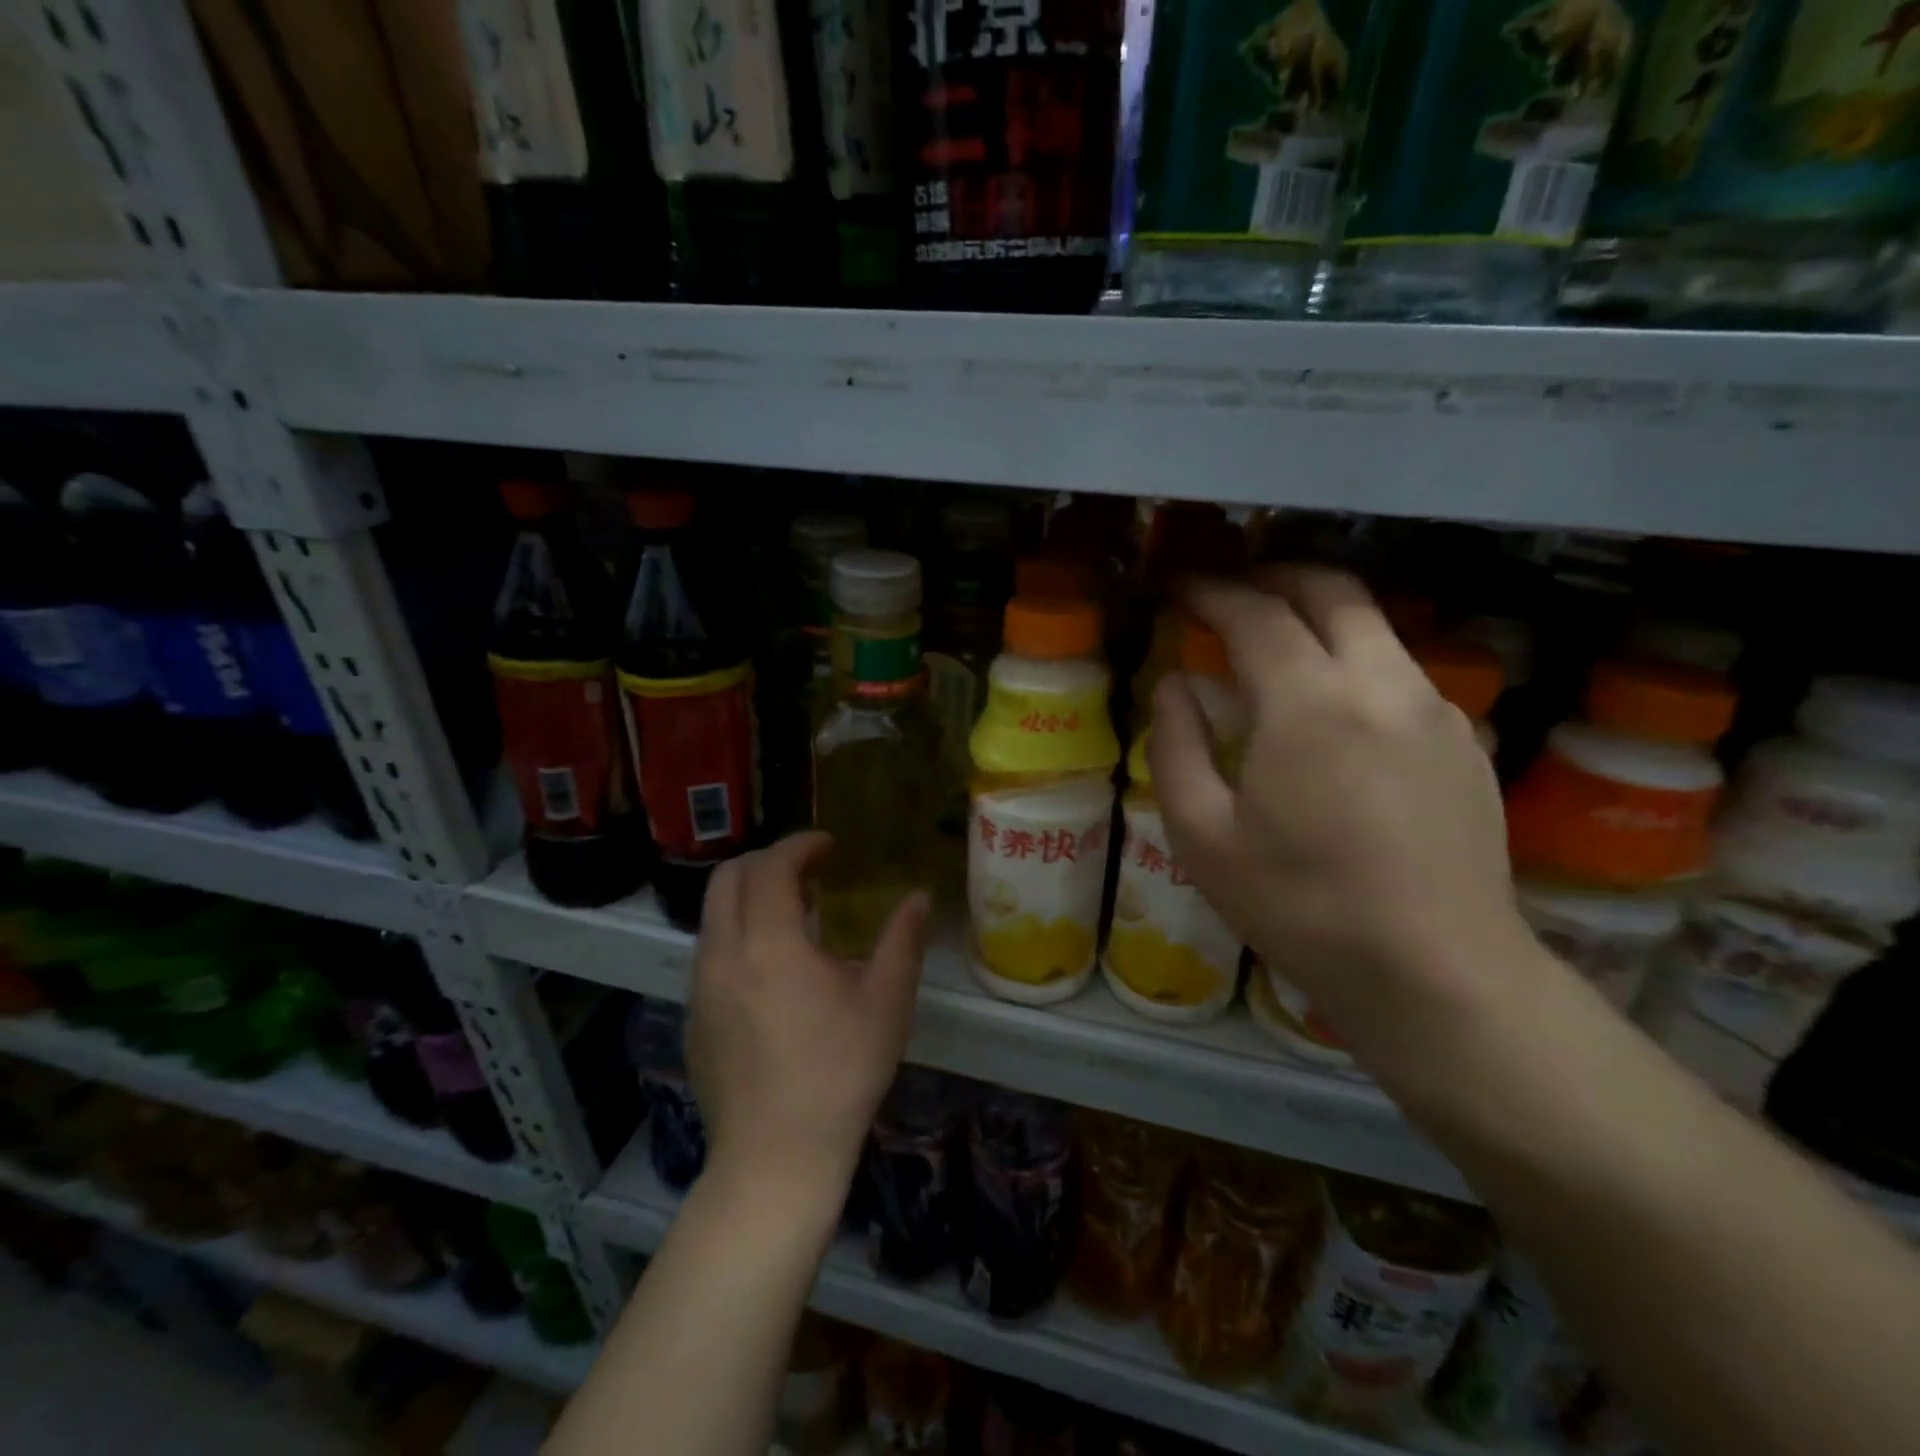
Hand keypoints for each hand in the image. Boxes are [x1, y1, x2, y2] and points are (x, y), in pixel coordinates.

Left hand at [686, 832, 930, 1205]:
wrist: (775, 1159)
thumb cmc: (839, 1074)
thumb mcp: (885, 1002)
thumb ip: (902, 940)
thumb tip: (919, 897)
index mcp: (769, 943)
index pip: (770, 867)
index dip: (799, 846)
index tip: (828, 846)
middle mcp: (722, 954)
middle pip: (727, 879)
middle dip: (767, 861)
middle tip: (808, 871)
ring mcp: (699, 988)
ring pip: (713, 916)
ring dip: (749, 898)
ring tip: (793, 916)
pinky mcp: (692, 1018)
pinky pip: (709, 952)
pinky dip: (737, 933)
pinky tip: (772, 969)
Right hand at [1146, 566, 1528, 1053]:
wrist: (1436, 972)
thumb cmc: (1299, 905)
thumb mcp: (1202, 835)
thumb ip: (1175, 746)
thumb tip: (1174, 686)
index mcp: (1308, 702)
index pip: (1255, 612)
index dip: (1210, 591)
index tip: (1180, 587)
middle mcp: (1380, 683)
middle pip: (1331, 589)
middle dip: (1274, 575)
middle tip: (1232, 591)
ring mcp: (1434, 708)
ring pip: (1375, 625)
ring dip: (1320, 613)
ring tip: (1277, 640)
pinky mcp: (1465, 739)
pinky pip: (1401, 671)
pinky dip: (1356, 659)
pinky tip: (1334, 708)